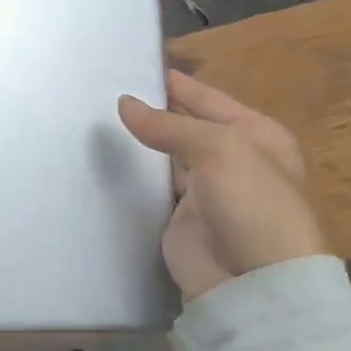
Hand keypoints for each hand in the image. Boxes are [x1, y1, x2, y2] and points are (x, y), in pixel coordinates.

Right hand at [117, 70, 327, 303]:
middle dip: (152, 113)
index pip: (208, 98)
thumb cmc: (252, 203)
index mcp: (255, 135)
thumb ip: (169, 125)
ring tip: (95, 120)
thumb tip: (124, 103)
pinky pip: (150, 189)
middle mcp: (231, 159)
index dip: (176, 84)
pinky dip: (131, 177)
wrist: (254, 283)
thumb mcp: (220, 149)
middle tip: (103, 92)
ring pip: (164, 158)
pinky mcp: (179, 219)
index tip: (134, 67)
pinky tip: (103, 159)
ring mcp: (204, 191)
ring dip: (139, 144)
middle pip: (184, 127)